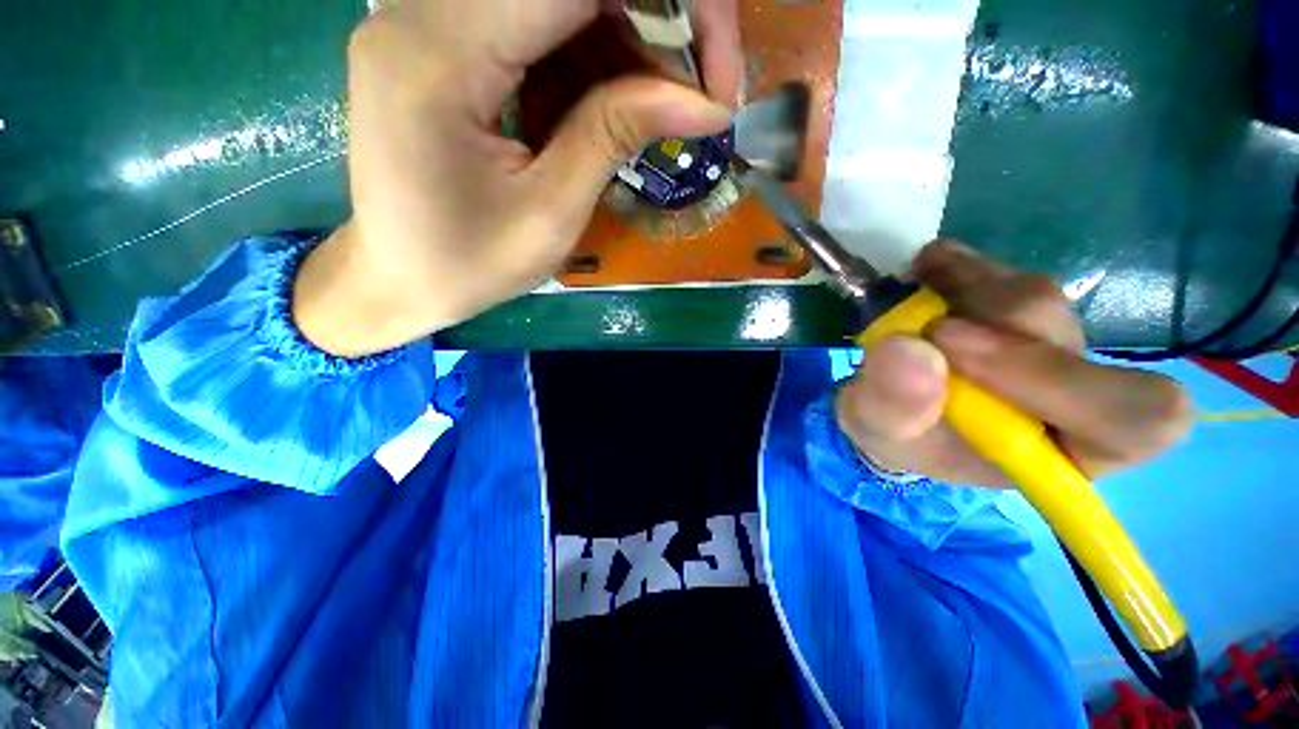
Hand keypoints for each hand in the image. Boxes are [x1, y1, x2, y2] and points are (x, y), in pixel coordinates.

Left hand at [295, 0, 741, 355]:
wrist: (399, 279)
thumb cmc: (469, 265)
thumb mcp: (551, 214)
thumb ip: (614, 135)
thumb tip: (703, 99)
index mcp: (440, 54)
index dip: (671, 5)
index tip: (718, 76)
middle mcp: (423, 9)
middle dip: (657, 22)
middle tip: (700, 93)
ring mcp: (429, 19)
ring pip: (558, 0)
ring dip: (628, 44)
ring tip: (659, 110)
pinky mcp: (445, 42)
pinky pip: (535, 25)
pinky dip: (591, 58)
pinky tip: (612, 107)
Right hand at [836, 242, 1193, 485]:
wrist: (890, 405)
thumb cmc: (897, 436)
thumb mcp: (880, 433)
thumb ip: (894, 407)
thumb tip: (910, 350)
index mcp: (1066, 446)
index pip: (1133, 416)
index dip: (1060, 379)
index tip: (958, 352)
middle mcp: (1075, 387)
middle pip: (1064, 334)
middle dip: (986, 324)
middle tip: (923, 327)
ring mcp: (1048, 338)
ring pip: (1031, 296)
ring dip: (963, 289)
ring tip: (911, 303)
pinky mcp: (1013, 303)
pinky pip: (999, 271)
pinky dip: (955, 266)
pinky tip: (923, 274)